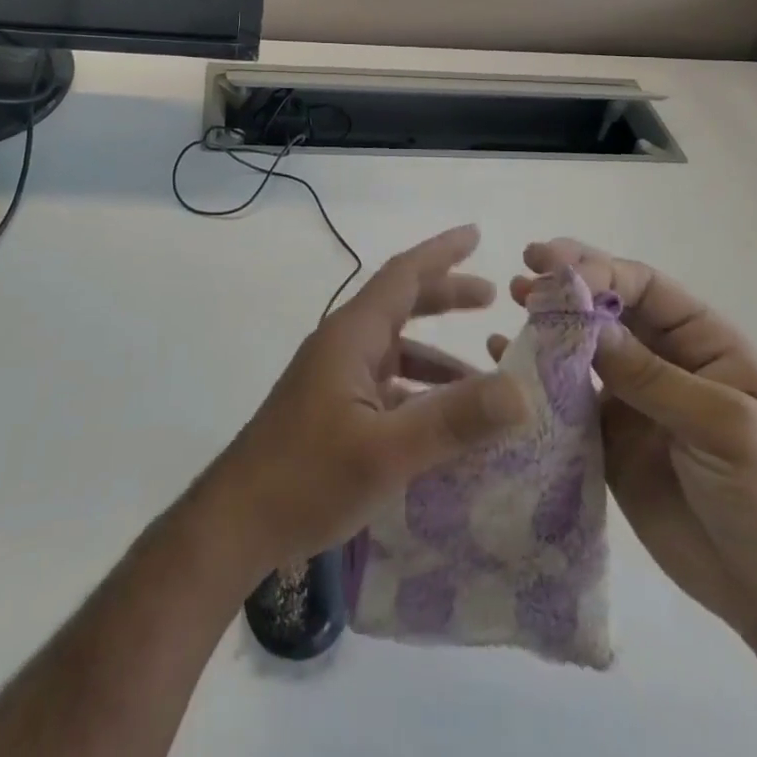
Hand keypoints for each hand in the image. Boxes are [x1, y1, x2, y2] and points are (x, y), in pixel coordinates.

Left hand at [206, 225, 529, 577]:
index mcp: (352, 335)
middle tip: (492, 297)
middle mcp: (343, 345)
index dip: (441, 252)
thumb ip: (453, 420)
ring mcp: (334, 377)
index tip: (476, 234)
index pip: (402, 275)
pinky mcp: (331, 409)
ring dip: (437, 354)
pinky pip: (386, 383)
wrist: (236, 522)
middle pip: (400, 304)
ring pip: (395, 348)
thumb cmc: (307, 477)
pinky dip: (418, 390)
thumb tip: (521, 390)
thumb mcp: (388, 451)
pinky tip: (443, 424)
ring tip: (485, 375)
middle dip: (445, 295)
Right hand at [491, 238, 756, 647]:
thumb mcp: (725, 427)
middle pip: (606, 307)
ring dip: (546, 324)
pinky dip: (535, 376)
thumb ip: (653, 378)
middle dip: (566, 285)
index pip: (643, 287)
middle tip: (522, 274)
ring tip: (511, 304)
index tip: (552, 270)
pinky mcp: (608, 440)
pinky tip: (502, 356)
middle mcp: (662, 359)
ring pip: (580, 348)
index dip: (598, 270)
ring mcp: (632, 400)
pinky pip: (565, 400)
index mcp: (701, 342)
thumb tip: (585, 325)